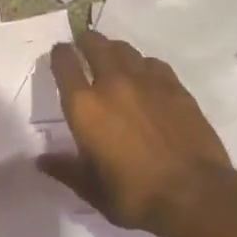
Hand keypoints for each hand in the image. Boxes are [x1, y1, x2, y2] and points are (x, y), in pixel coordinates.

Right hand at [39, 32, 230, 234]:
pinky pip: (153, 63)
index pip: (65, 64)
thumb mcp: (92, 189)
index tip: (59, 54)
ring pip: (125, 50)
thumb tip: (41, 161)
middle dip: (86, 41)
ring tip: (112, 57)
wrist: (194, 194)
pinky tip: (145, 76)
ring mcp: (147, 82)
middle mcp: (113, 84)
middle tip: (84, 44)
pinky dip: (143, 64)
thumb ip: (65, 169)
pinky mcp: (175, 87)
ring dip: (114, 49)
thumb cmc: (134, 195)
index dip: (59, 55)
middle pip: (96, 45)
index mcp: (85, 107)